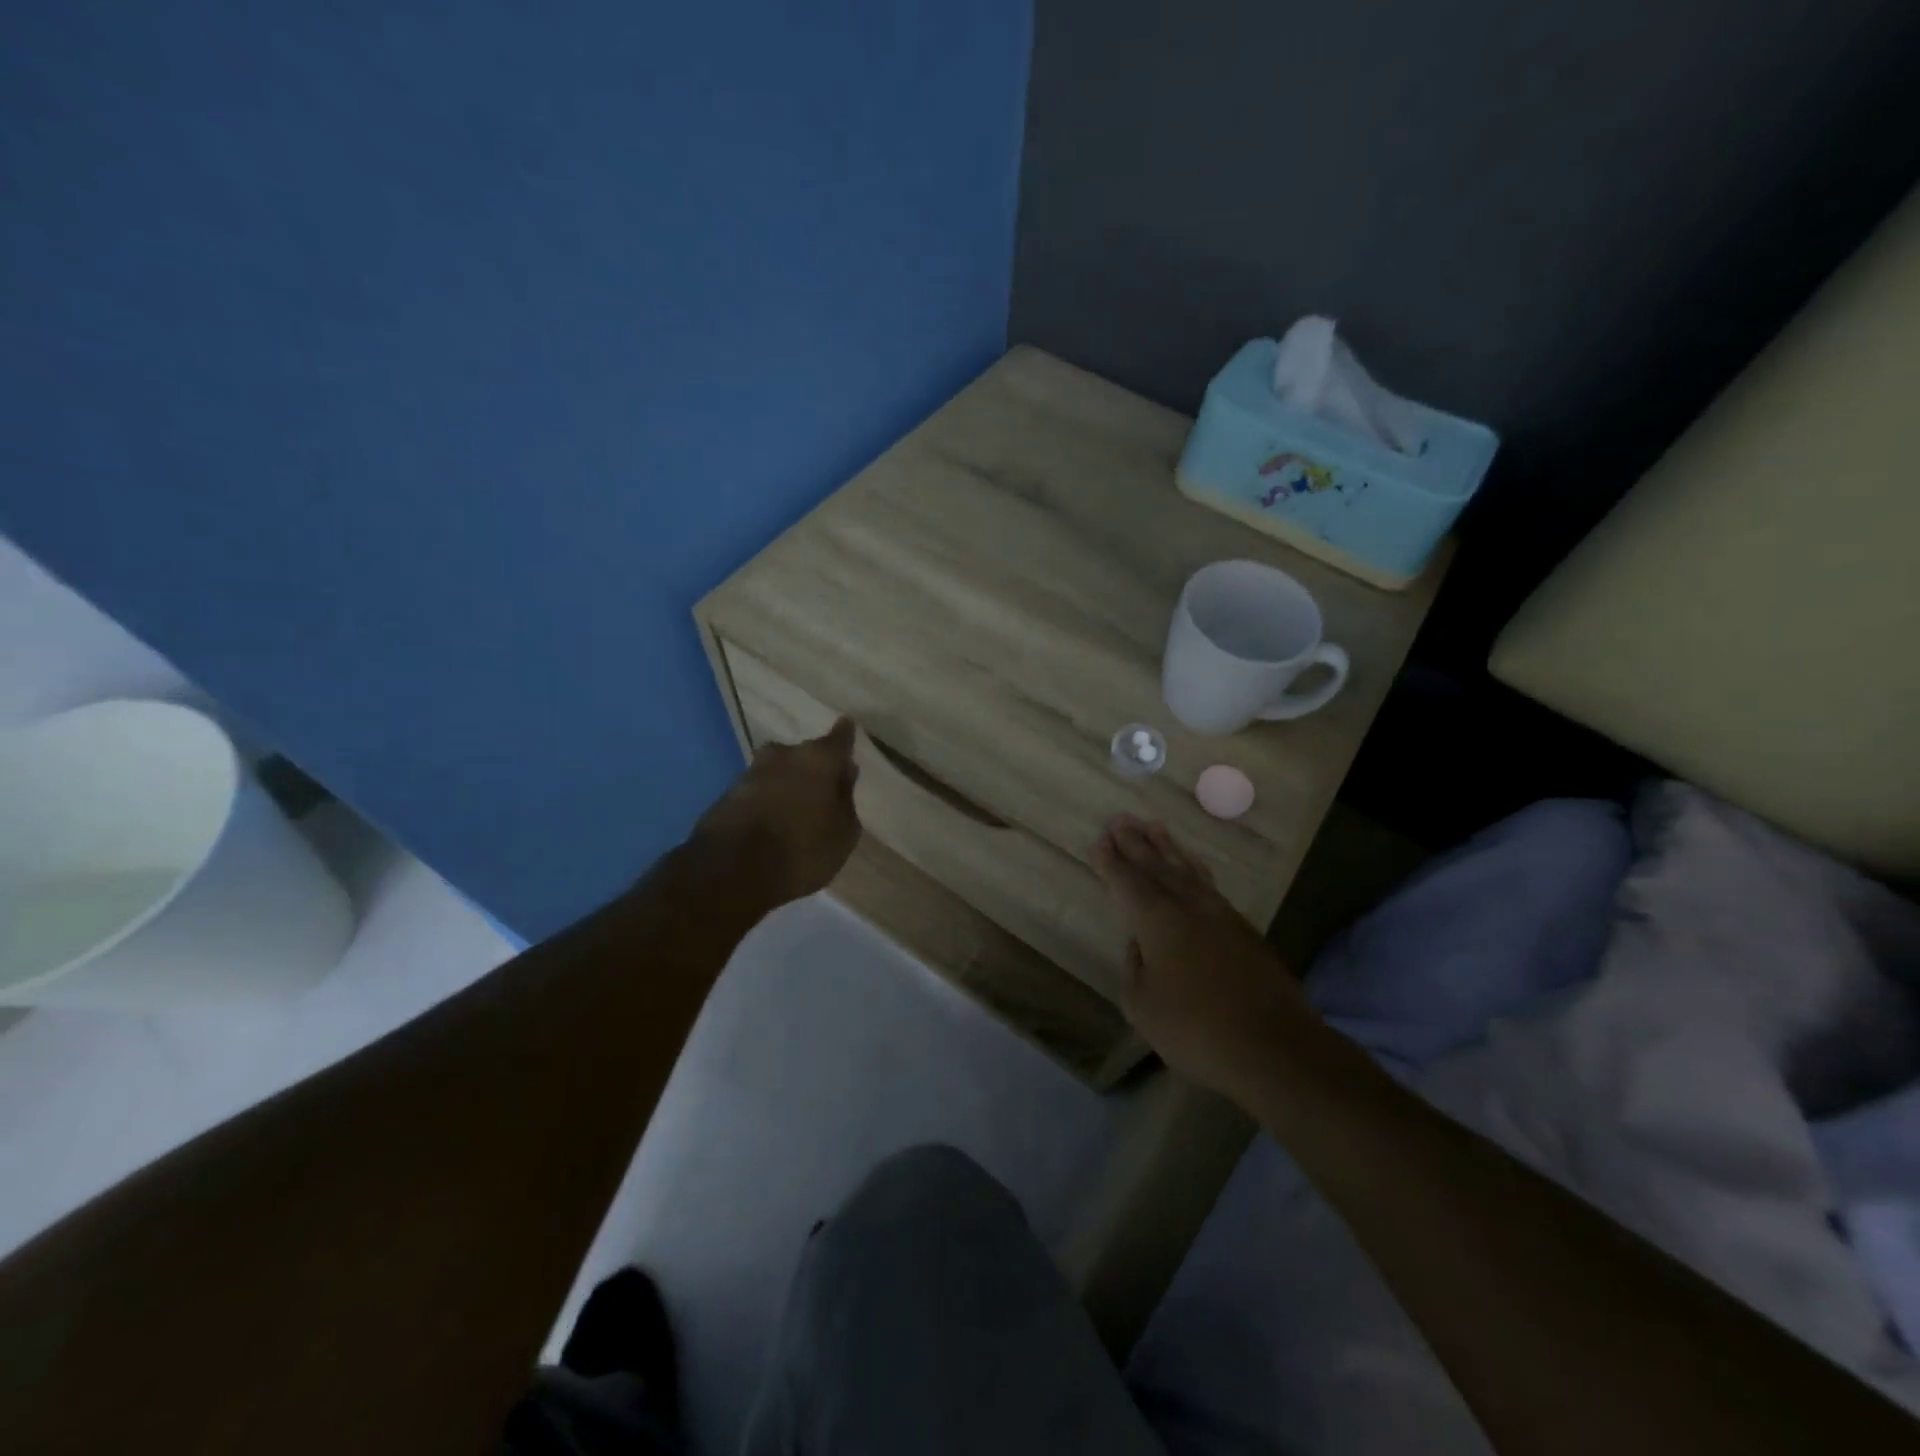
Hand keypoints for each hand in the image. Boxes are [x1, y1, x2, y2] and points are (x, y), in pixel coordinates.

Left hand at [693, 719, 861, 908]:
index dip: (845, 735)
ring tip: (797, 809)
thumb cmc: (803, 849)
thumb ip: (846, 798)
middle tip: (824, 788)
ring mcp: (752, 771)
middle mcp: (784, 755)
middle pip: (806, 754)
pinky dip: (768, 800)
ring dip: (788, 783)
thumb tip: (844, 774)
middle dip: (815, 766)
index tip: (848, 727)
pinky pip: (759, 791)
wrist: (731, 869)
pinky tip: (773, 822)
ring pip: (779, 770)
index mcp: (819, 758)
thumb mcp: (843, 832)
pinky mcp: (728, 793)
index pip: (839, 737)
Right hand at [1092, 814, 1314, 1104]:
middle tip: (1120, 819)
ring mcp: (1221, 915)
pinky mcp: (1244, 930)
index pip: (1128, 882)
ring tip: (1154, 827)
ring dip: (1168, 848)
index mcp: (1157, 920)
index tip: (1100, 841)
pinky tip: (1193, 867)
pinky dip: (1194, 869)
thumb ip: (1136, 966)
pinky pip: (1209, 885)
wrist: (1275, 1047)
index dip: (1111, 862)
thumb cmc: (1196, 1028)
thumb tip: (1141, 944)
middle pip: (1157, 867)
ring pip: (1187, 870)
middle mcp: (1188, 906)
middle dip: (1135, 843)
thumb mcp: (1143, 1005)